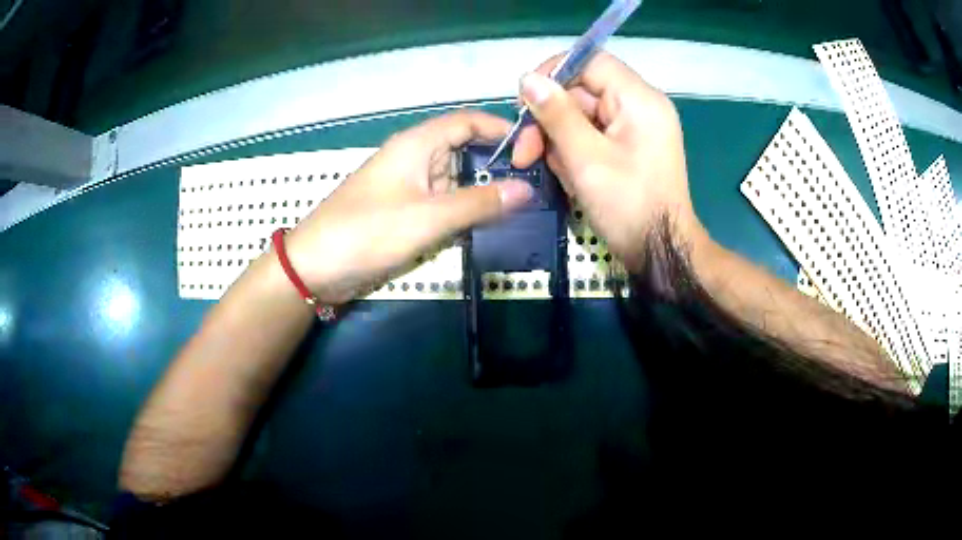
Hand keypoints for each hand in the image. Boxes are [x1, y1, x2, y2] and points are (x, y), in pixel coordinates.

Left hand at [283, 111, 533, 303]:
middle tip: (534, 186)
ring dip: (480, 191)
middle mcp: (413, 157)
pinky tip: (482, 225)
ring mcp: (407, 184)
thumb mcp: (429, 217)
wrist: (315, 267)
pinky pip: (440, 202)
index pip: (467, 122)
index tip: (534, 148)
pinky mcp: (401, 209)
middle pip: (463, 150)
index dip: (500, 129)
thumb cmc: (368, 232)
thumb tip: (527, 189)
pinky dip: (460, 210)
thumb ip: (479, 203)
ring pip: (453, 179)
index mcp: (416, 144)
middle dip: (495, 165)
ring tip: (518, 208)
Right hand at [511, 52, 705, 268]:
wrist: (660, 251)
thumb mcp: (585, 159)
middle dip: (550, 120)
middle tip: (524, 153)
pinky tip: (572, 178)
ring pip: (583, 116)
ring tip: (556, 174)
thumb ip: (556, 114)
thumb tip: (527, 79)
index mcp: (639, 99)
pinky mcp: (630, 146)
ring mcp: (636, 127)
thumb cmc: (627, 206)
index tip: (525, 102)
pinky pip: (593, 135)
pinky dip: (575, 153)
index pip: (590, 62)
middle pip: (582, 92)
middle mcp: (640, 106)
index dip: (553, 74)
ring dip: (559, 142)